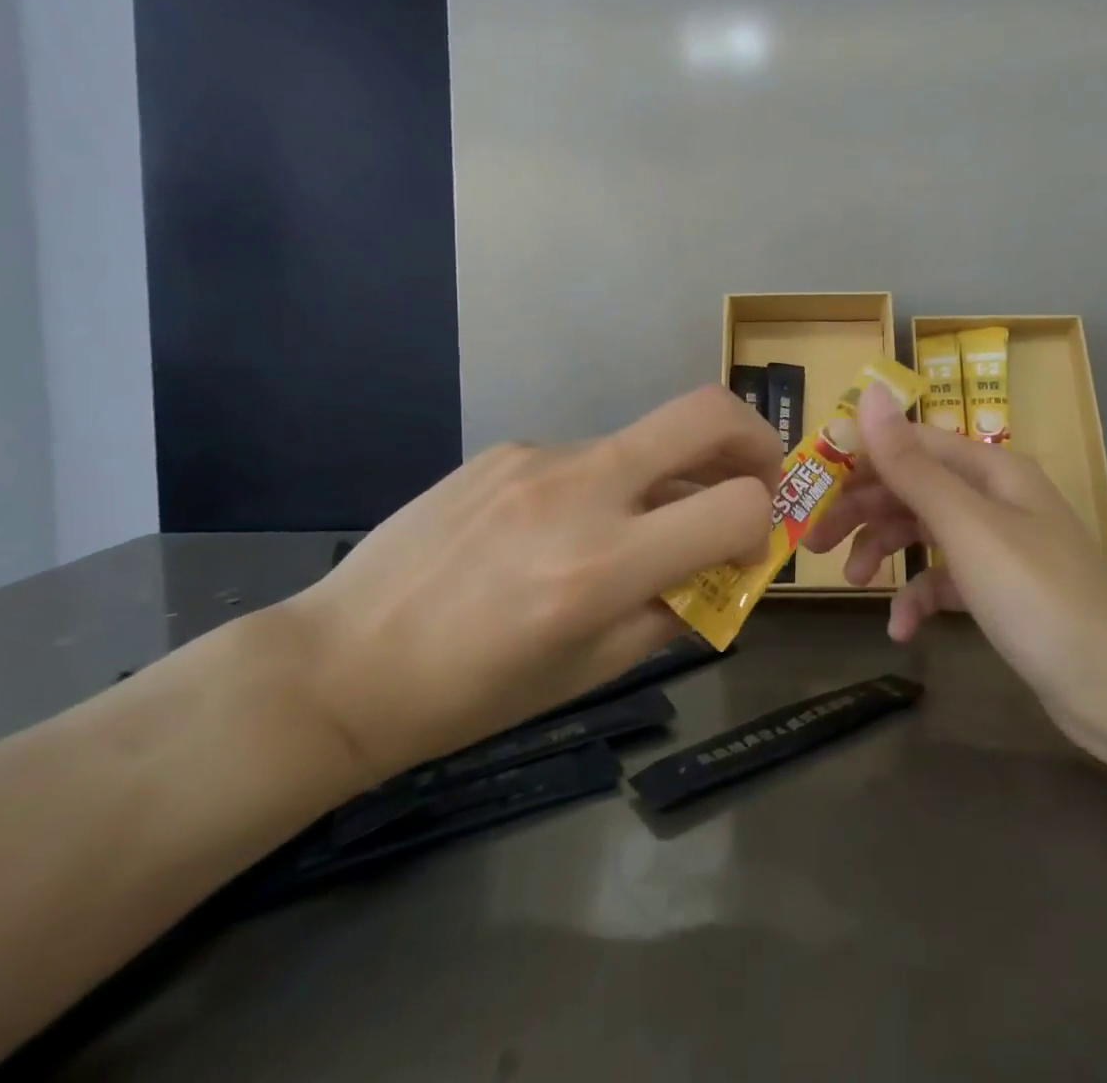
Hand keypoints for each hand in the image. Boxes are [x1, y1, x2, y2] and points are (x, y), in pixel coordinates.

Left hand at [281, 386, 781, 783]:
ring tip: (639, 529)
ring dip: (671, 476)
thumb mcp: (589, 670)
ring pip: (646, 441)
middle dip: (754, 438)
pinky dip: (610, 485)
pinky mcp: (508, 447)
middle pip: (706, 412)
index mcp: (601, 567)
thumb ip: (673, 609)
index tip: (746, 551)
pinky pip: (590, 455)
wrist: (343, 662)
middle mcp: (578, 491)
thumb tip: (723, 567)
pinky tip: (562, 529)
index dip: (763, 524)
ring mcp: (538, 457)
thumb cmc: (472, 693)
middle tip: (755, 476)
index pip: (736, 506)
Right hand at [804, 382, 1106, 740]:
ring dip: (884, 552)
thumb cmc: (1036, 592)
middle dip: (862, 510)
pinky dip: (918, 599)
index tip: (811, 484)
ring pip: (922, 532)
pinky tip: (901, 630)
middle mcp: (992, 498)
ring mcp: (996, 546)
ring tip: (854, 583)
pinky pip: (944, 581)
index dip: (859, 458)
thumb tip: (869, 392)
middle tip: (815, 541)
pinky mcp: (998, 591)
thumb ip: (911, 463)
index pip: (909, 443)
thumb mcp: (964, 523)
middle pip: (911, 488)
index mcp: (988, 469)